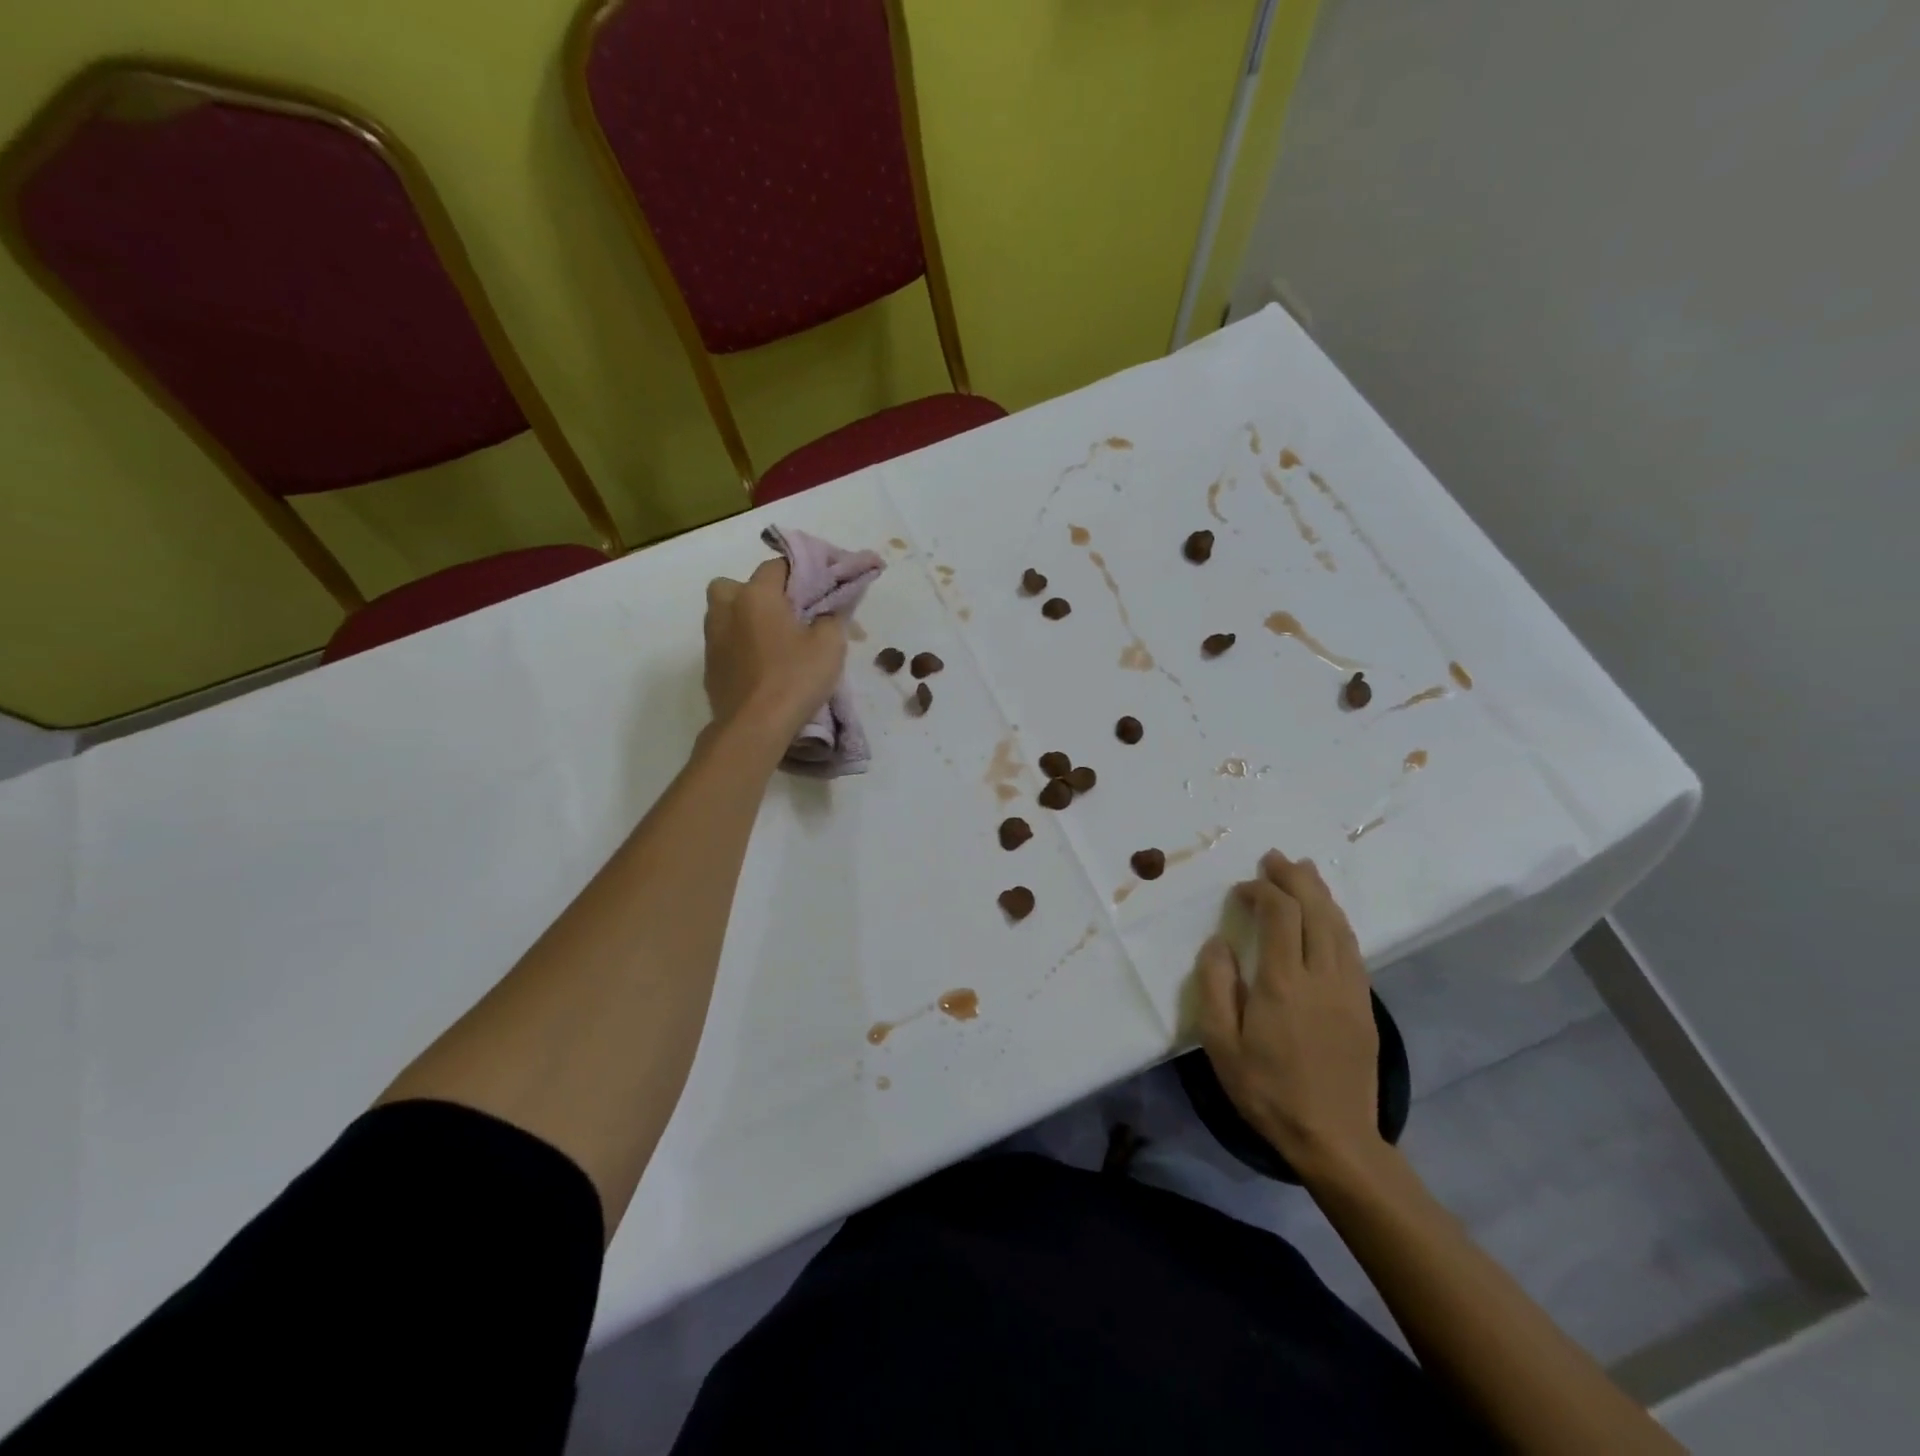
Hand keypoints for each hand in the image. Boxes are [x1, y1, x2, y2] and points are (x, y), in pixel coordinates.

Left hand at [703, 558, 846, 742]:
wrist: (753, 728)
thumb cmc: (794, 678)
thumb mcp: (830, 645)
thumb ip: (832, 618)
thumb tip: (828, 611)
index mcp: (755, 595)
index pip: (777, 565)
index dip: (801, 572)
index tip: (819, 587)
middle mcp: (726, 609)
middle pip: (738, 585)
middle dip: (759, 593)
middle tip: (786, 614)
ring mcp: (712, 639)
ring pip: (727, 614)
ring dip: (746, 619)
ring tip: (775, 641)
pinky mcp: (709, 667)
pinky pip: (726, 643)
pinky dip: (741, 646)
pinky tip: (762, 666)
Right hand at [1195, 850, 1381, 1178]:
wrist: (1335, 1139)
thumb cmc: (1267, 1090)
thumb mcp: (1221, 1043)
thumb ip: (1216, 986)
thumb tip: (1218, 943)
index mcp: (1283, 982)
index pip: (1280, 914)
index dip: (1261, 891)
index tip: (1241, 890)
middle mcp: (1322, 976)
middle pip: (1316, 910)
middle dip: (1295, 878)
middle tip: (1275, 859)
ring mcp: (1350, 989)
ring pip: (1339, 925)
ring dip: (1320, 893)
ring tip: (1304, 872)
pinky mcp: (1365, 1005)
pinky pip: (1353, 948)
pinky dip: (1336, 921)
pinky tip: (1327, 917)